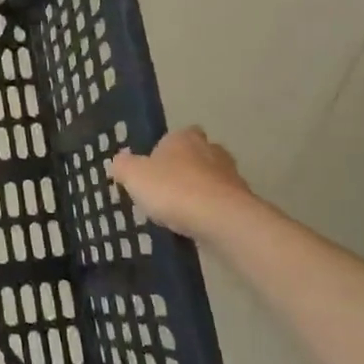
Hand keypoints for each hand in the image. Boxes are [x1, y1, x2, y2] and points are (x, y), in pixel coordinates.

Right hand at [108, 127, 256, 245]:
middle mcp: (211, 149)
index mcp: (184, 137)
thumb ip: (123, 166)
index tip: (153, 170)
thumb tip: (119, 160)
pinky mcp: (243, 201)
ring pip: (211, 180)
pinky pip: (221, 203)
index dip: (164, 151)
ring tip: (181, 214)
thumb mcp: (133, 176)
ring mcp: (231, 175)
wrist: (221, 219)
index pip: (175, 136)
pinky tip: (198, 227)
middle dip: (184, 170)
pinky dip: (211, 212)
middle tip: (166, 191)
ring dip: (199, 192)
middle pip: (196, 156)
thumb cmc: (172, 189)